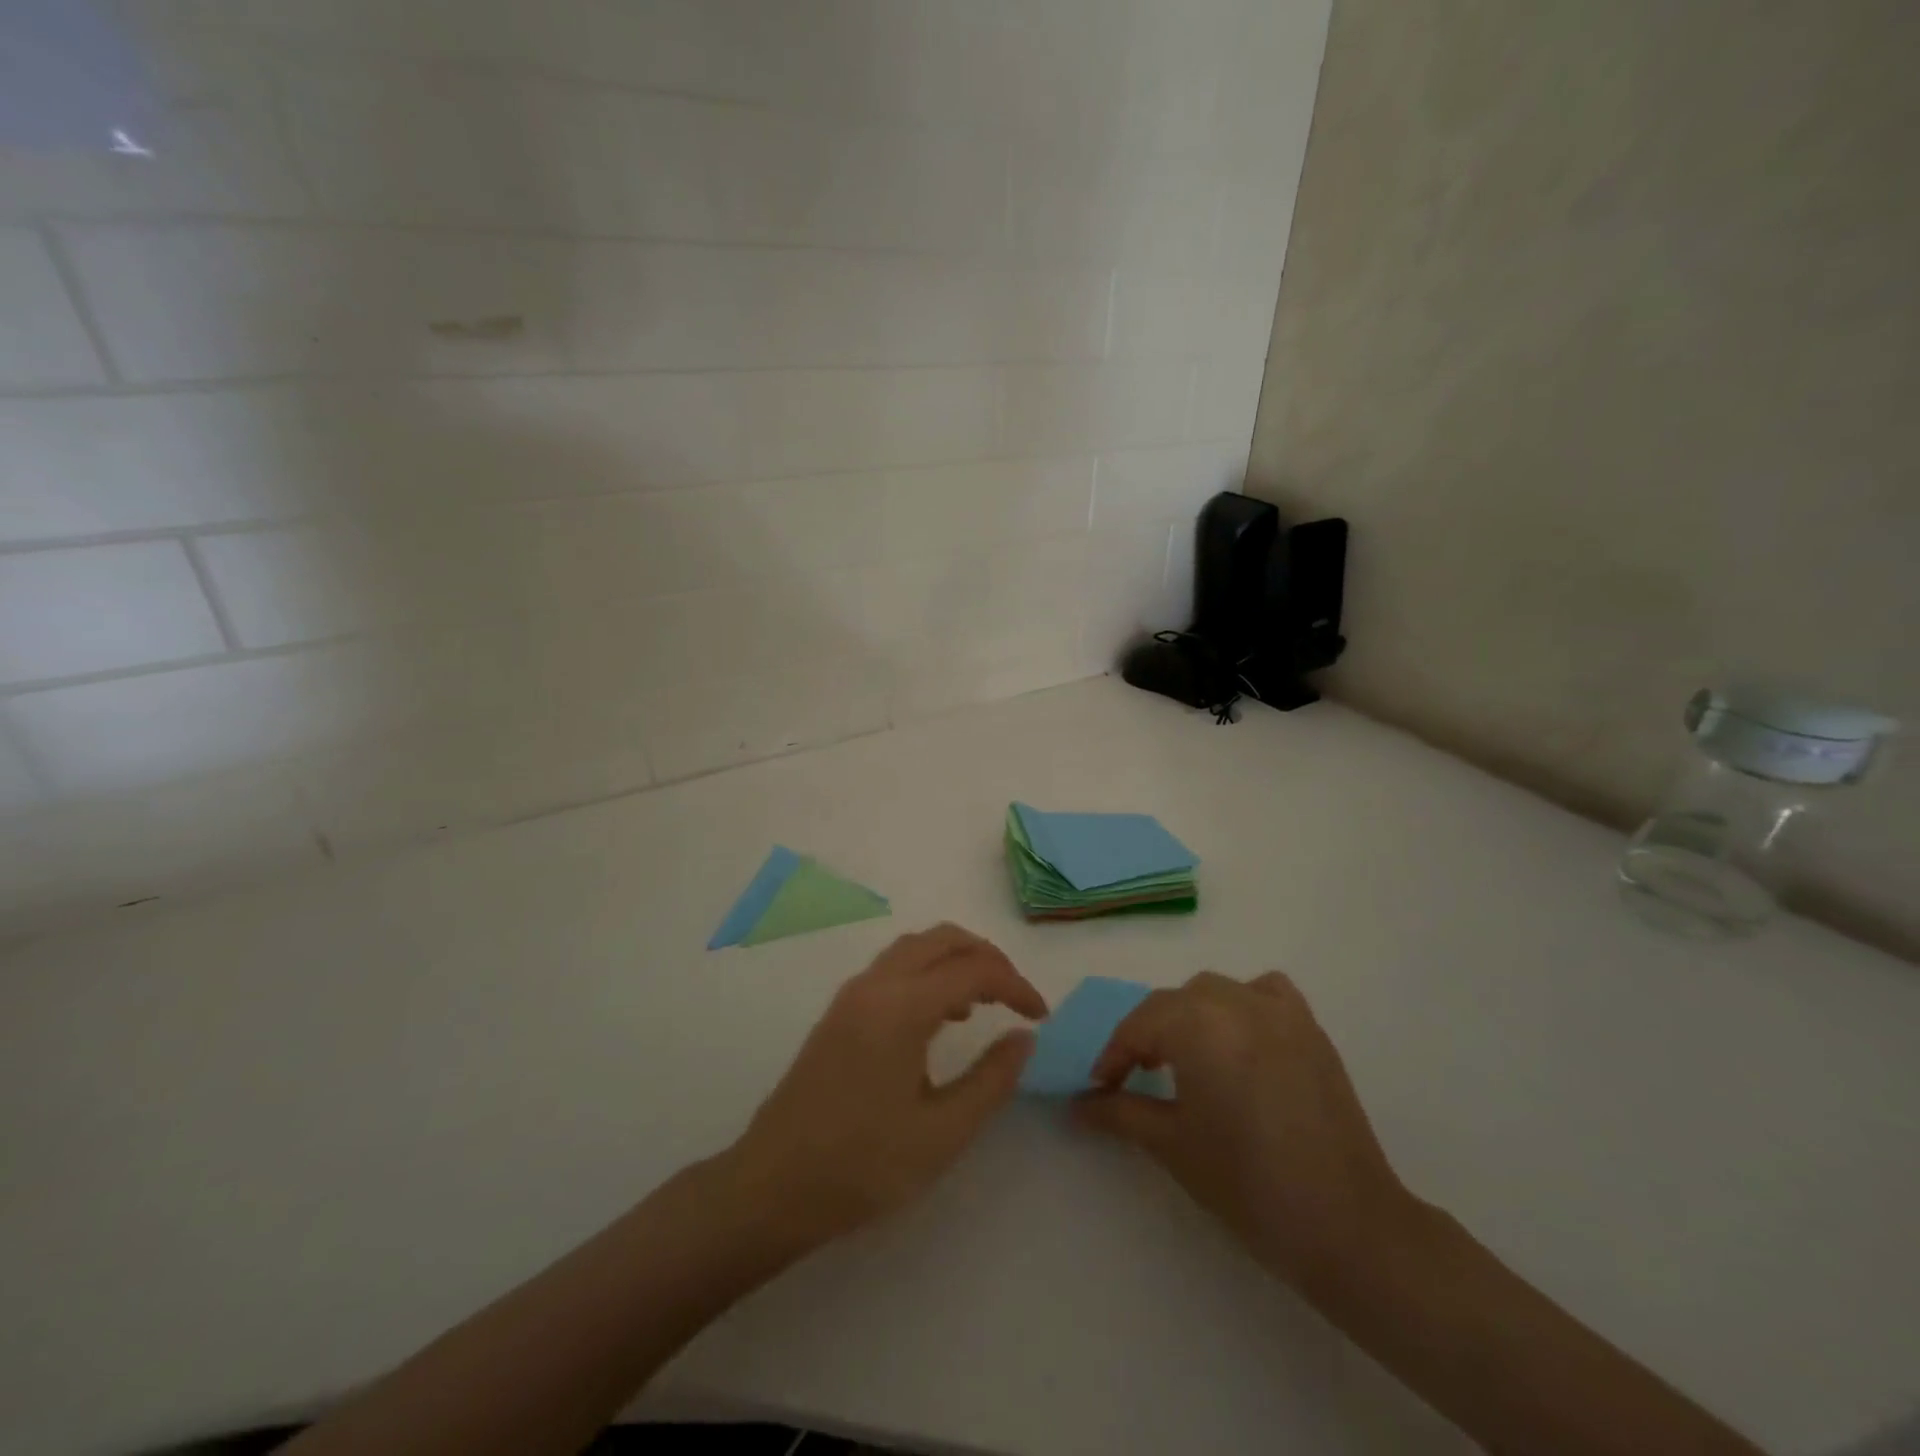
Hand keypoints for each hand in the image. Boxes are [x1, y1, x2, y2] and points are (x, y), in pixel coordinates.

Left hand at [723, 924, 1047, 1249]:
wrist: (772, 1185)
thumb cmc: (862, 1164)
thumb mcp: (942, 1133)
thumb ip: (991, 1079)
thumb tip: (1024, 1037)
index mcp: (902, 1007)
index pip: (973, 970)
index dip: (1015, 985)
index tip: (1041, 1016)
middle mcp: (876, 985)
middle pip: (942, 939)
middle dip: (987, 957)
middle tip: (1016, 997)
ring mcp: (852, 995)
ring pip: (915, 948)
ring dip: (955, 960)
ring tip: (984, 1004)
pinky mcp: (839, 1012)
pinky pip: (894, 968)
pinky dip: (928, 973)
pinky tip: (940, 1017)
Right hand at [1075, 971, 1415, 1287]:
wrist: (1347, 1225)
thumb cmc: (1247, 1183)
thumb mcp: (1171, 1145)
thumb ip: (1117, 1113)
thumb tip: (1075, 1105)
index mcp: (1197, 1024)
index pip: (1138, 1026)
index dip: (1113, 1057)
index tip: (1100, 1088)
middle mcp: (1235, 1001)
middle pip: (1173, 1003)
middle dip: (1148, 1035)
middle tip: (1136, 1077)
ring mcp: (1278, 1011)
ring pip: (1215, 991)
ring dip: (1190, 1015)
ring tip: (1186, 1057)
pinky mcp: (1310, 1028)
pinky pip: (1265, 993)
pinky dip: (1243, 1003)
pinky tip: (1241, 1038)